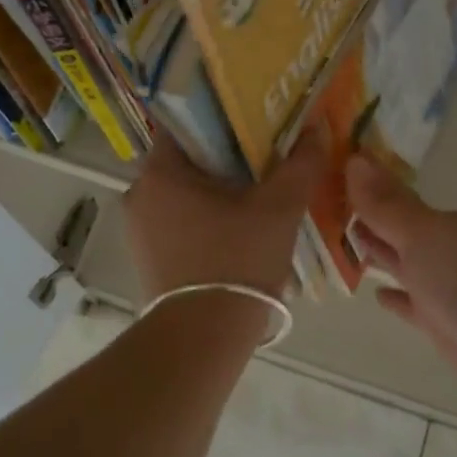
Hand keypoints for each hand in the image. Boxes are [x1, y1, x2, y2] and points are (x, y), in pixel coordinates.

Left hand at [123, 133, 325, 300]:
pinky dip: (205, 217)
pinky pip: (178, 221)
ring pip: (184, 192)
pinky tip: (237, 228)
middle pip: (187, 159)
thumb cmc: (237, 261)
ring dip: (216, 190)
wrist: (203, 338)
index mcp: (160, 172)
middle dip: (225, 157)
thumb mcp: (279, 209)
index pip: (186, 123)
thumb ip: (300, 164)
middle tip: (265, 157)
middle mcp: (139, 194)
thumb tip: (317, 128)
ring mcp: (139, 229)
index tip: (254, 121)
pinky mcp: (147, 257)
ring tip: (257, 192)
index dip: (222, 118)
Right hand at [346, 155, 456, 397]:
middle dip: (367, 220)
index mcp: (439, 223)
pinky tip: (376, 295)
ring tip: (342, 244)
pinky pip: (411, 305)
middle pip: (396, 231)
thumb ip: (386, 205)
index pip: (393, 200)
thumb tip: (356, 158)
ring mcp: (442, 287)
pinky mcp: (442, 324)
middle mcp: (441, 249)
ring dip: (378, 255)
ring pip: (402, 265)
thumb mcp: (421, 236)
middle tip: (325, 208)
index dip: (363, 191)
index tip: (328, 180)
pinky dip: (395, 298)